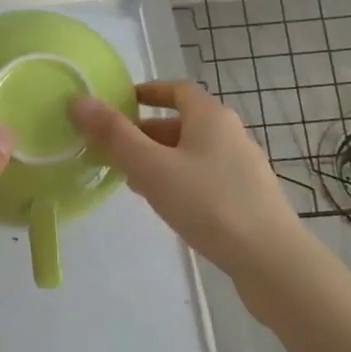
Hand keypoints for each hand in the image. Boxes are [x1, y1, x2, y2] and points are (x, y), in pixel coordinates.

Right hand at [70, 80, 307, 288]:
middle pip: (182, 123)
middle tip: (113, 151)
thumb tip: (78, 100)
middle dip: (146, 133)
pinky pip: (205, 177)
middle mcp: (231, 134)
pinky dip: (180, 180)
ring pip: (192, 153)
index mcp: (211, 116)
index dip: (147, 92)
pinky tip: (167, 207)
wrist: (272, 262)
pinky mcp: (248, 198)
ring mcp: (243, 167)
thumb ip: (114, 135)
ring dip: (160, 159)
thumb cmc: (209, 203)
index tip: (119, 104)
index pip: (177, 90)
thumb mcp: (152, 167)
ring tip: (132, 181)